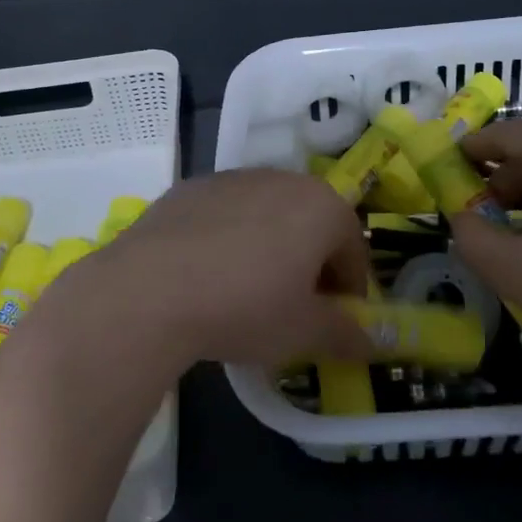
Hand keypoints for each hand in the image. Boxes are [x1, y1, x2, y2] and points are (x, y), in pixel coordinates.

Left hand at [80, 170, 374, 368]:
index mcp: (321, 206)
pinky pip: (226, 214)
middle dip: (311, 265)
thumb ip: (345, 335)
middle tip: (294, 309)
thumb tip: (372, 343)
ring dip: (270, 248)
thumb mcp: (303, 332)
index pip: (353, 250)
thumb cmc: (245, 307)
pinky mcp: (190, 187)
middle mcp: (281, 179)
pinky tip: (208, 275)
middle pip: (312, 225)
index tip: (334, 323)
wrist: (150, 289)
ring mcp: (232, 178)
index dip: (350, 291)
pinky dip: (229, 239)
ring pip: (268, 215)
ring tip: (247, 292)